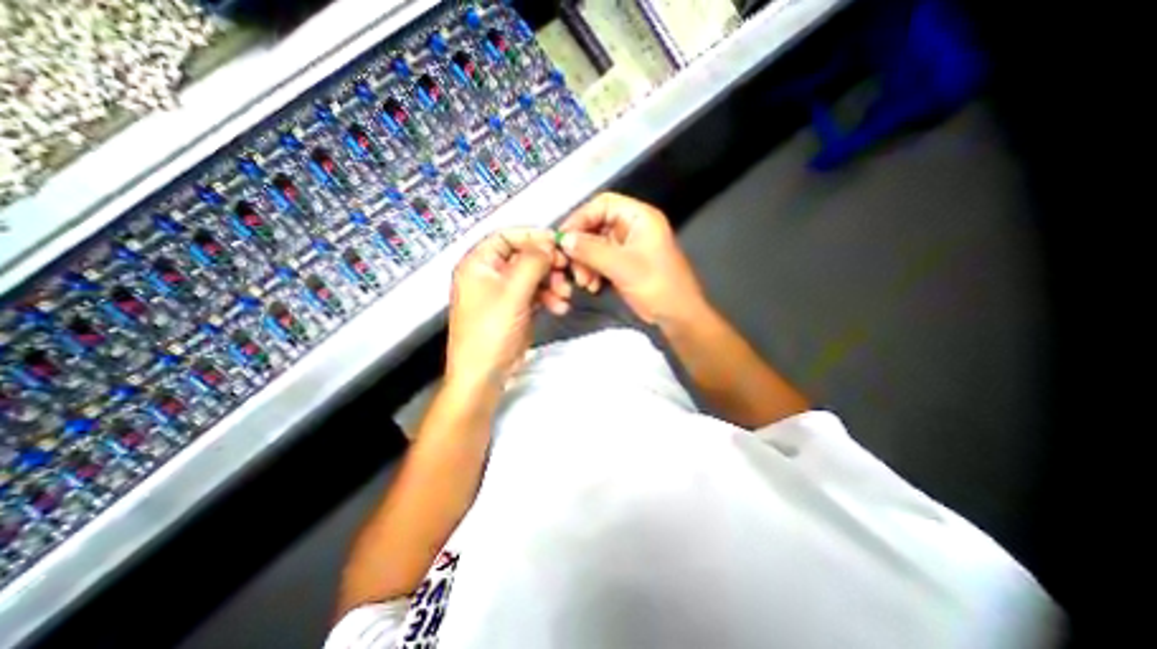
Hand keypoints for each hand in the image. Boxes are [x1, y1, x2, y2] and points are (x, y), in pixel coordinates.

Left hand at [443, 227, 567, 390]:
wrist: (485, 374)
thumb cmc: (490, 332)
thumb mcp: (512, 293)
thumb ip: (532, 263)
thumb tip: (548, 244)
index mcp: (478, 264)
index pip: (507, 237)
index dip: (532, 237)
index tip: (557, 244)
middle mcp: (489, 275)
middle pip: (524, 257)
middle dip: (547, 264)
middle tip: (566, 271)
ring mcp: (503, 293)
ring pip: (533, 276)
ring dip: (552, 282)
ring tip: (565, 295)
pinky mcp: (515, 308)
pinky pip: (535, 294)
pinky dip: (549, 297)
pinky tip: (560, 306)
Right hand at [559, 190, 710, 326]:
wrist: (677, 316)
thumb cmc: (656, 285)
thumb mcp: (622, 266)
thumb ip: (590, 250)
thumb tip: (563, 239)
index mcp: (639, 217)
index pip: (603, 204)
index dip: (581, 218)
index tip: (563, 238)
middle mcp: (633, 227)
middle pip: (596, 226)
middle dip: (582, 247)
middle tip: (573, 267)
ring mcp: (629, 247)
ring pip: (596, 246)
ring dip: (585, 263)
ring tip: (584, 282)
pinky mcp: (625, 264)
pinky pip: (601, 260)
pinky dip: (593, 271)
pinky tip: (592, 286)